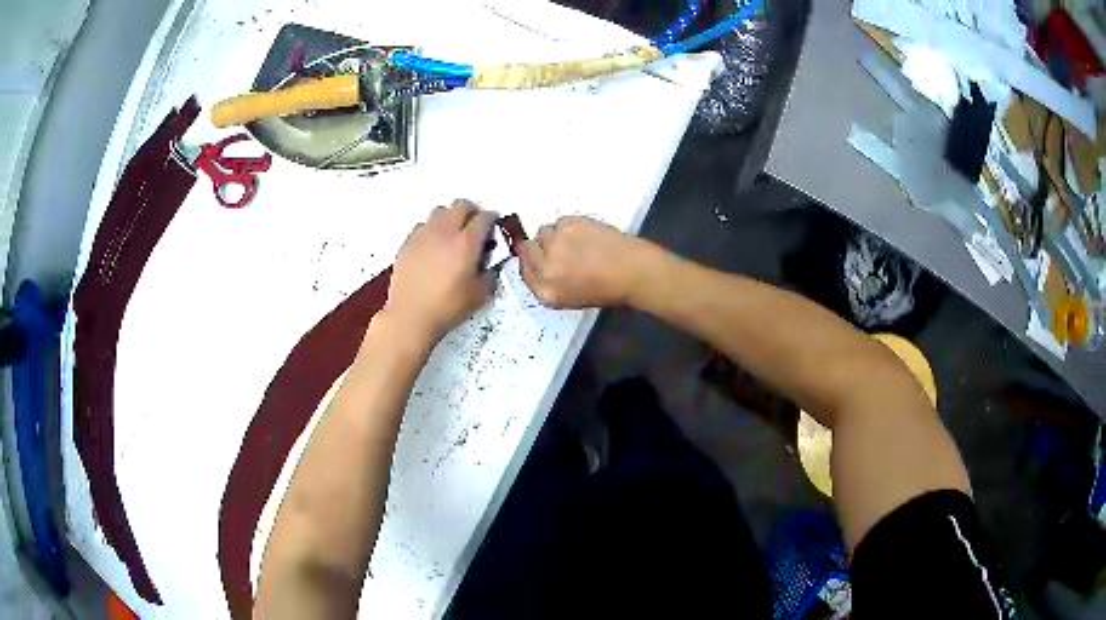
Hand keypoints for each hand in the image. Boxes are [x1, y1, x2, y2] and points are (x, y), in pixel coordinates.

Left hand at [382, 200, 496, 343]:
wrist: (411, 316)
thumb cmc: (448, 307)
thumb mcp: (480, 295)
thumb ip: (490, 275)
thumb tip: (489, 266)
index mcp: (466, 242)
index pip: (484, 218)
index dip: (492, 218)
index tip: (493, 225)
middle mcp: (445, 231)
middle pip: (461, 205)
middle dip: (471, 211)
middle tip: (474, 225)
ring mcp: (423, 235)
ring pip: (439, 211)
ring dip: (450, 217)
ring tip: (452, 233)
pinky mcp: (407, 243)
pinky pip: (422, 226)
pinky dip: (431, 229)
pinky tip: (432, 245)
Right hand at [518, 216, 658, 308]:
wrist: (633, 271)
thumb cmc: (608, 288)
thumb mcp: (570, 298)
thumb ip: (549, 284)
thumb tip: (537, 264)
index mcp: (546, 291)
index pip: (523, 271)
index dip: (531, 261)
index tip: (538, 256)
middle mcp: (546, 268)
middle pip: (528, 248)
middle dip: (540, 247)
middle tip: (560, 248)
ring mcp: (556, 244)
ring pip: (543, 231)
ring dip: (555, 235)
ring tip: (577, 242)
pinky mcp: (569, 225)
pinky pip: (560, 221)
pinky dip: (570, 226)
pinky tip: (587, 235)